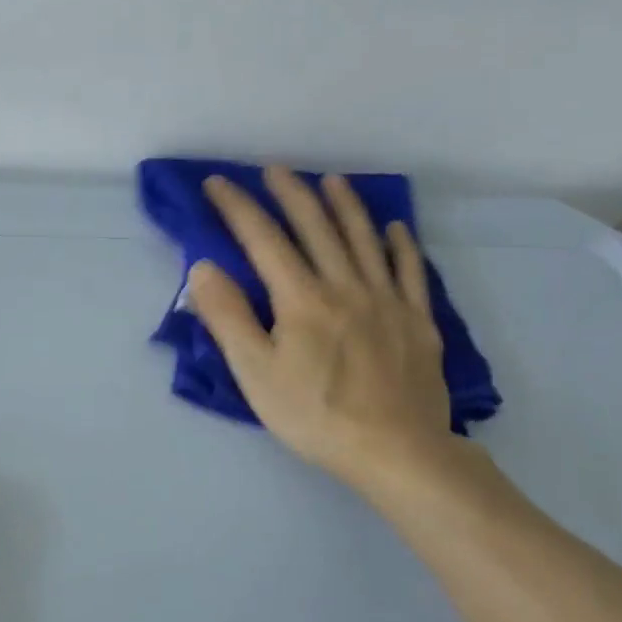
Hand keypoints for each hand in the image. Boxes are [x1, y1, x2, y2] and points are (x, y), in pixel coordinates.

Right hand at [188, 168, 459, 494]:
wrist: (396, 451)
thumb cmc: (315, 415)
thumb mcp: (255, 372)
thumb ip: (228, 316)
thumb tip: (203, 267)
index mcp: (301, 298)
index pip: (263, 239)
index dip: (237, 207)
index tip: (217, 183)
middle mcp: (345, 286)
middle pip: (316, 227)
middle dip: (291, 193)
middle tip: (273, 169)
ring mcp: (387, 300)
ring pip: (364, 239)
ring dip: (345, 205)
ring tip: (331, 180)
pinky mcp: (418, 321)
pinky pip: (410, 270)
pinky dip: (400, 244)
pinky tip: (394, 228)